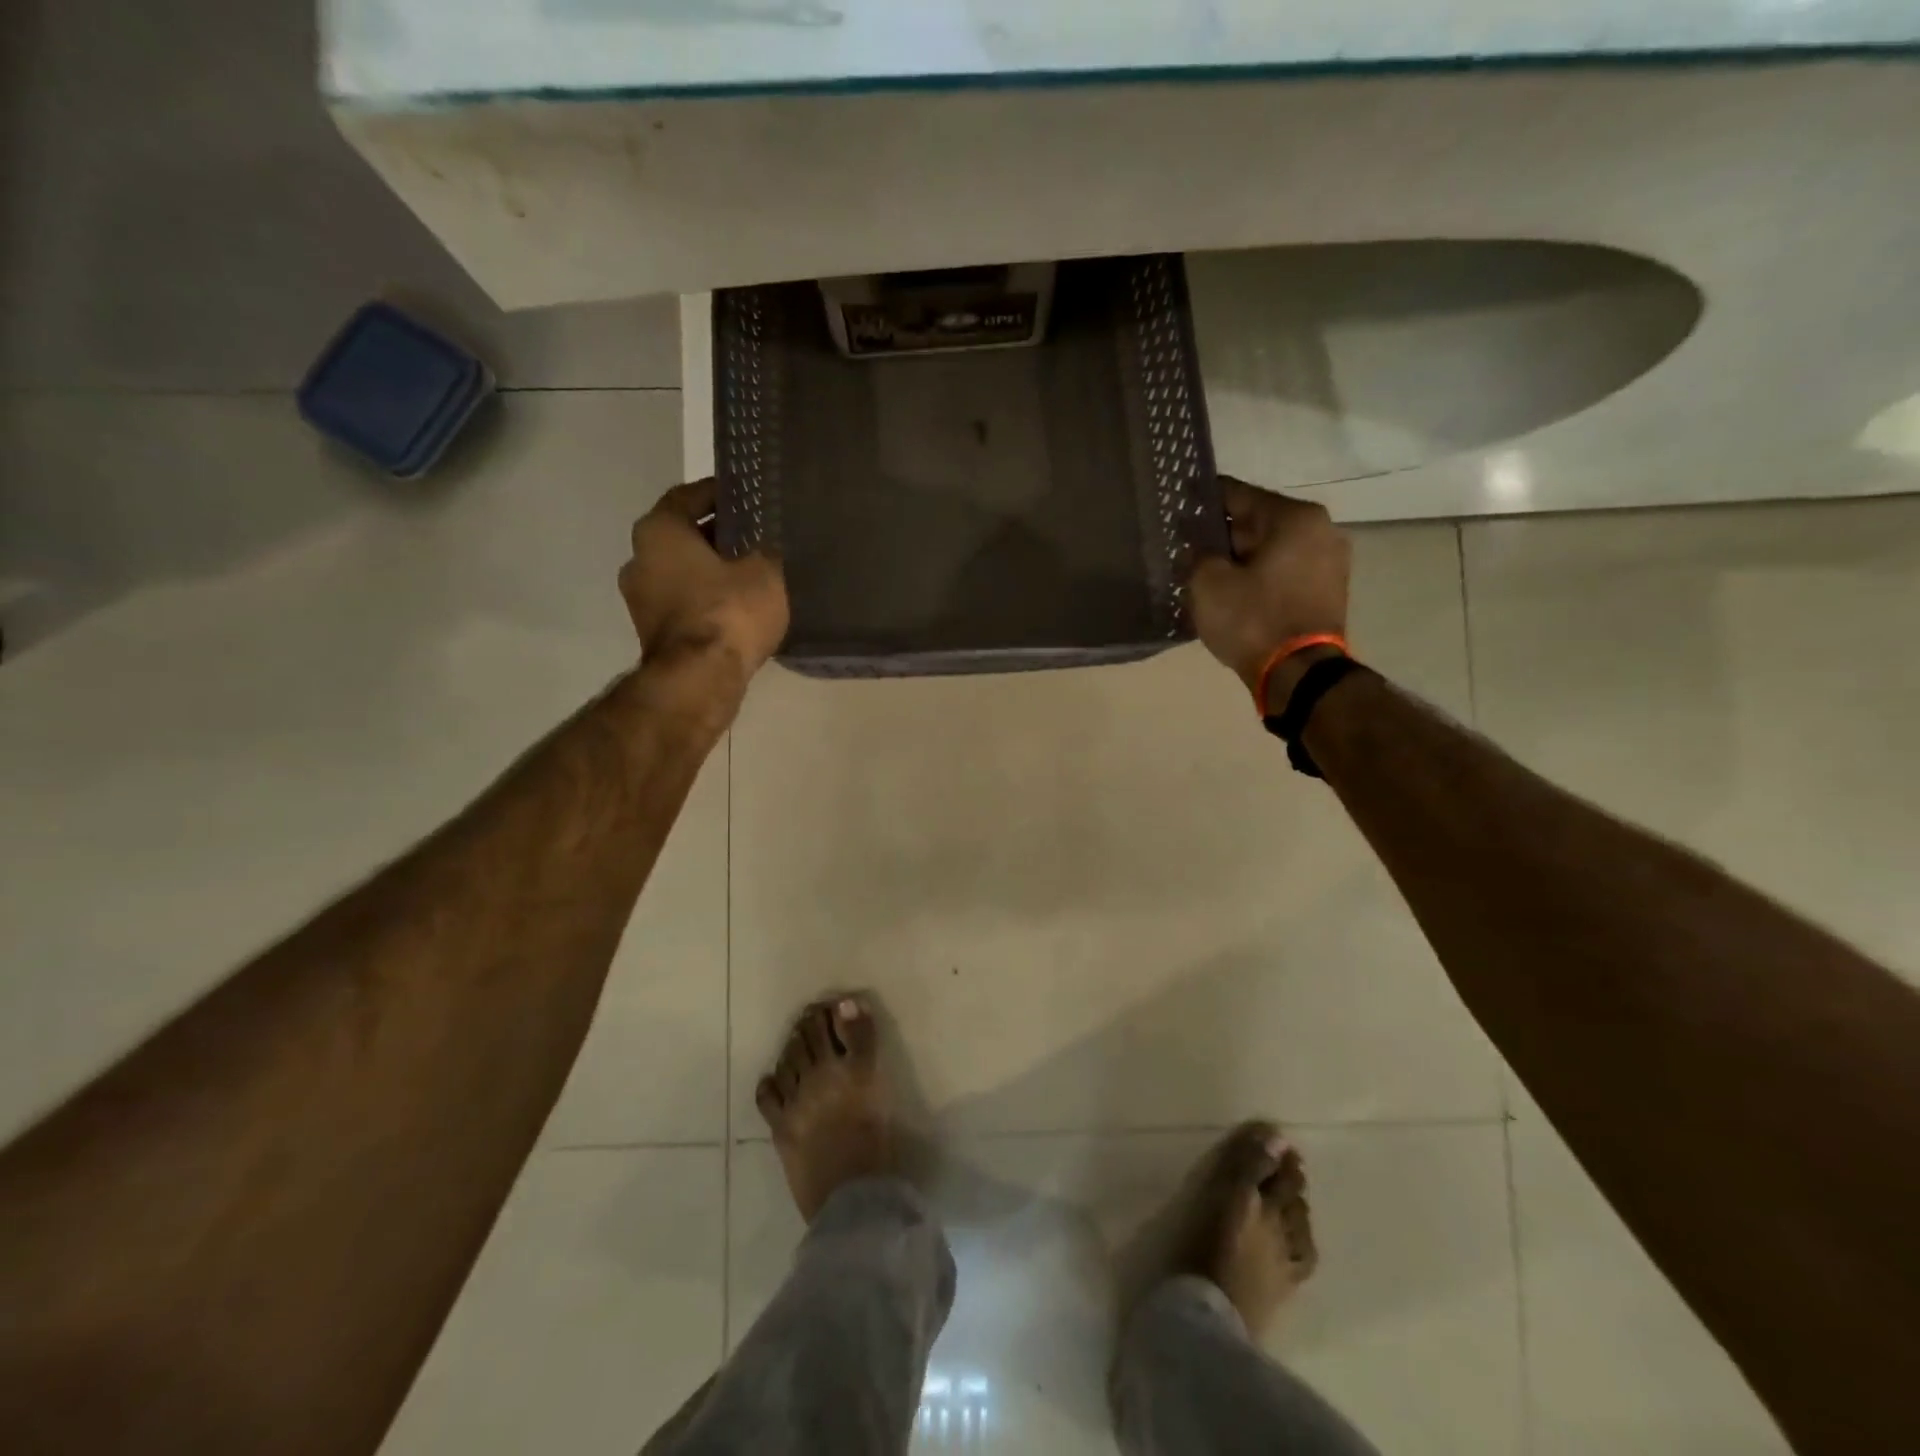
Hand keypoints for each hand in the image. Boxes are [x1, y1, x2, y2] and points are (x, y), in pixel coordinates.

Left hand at [620, 480, 789, 687]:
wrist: (700, 679)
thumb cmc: (729, 611)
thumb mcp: (765, 572)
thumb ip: (764, 551)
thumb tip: (764, 549)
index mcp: (658, 531)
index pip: (687, 497)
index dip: (717, 494)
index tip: (743, 496)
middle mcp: (638, 558)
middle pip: (681, 535)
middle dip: (714, 534)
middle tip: (752, 535)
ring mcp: (639, 599)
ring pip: (680, 570)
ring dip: (709, 569)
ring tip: (749, 572)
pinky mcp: (651, 632)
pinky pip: (682, 601)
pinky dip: (705, 598)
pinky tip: (736, 605)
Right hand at [1190, 477, 1350, 705]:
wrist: (1298, 676)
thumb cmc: (1252, 620)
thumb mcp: (1208, 582)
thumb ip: (1197, 554)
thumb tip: (1196, 547)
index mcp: (1295, 517)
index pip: (1238, 495)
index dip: (1203, 501)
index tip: (1178, 504)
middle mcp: (1321, 531)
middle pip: (1257, 524)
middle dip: (1222, 536)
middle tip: (1186, 547)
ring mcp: (1329, 564)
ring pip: (1269, 552)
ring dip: (1239, 560)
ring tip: (1204, 574)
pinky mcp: (1326, 594)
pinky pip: (1282, 574)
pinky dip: (1257, 579)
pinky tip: (1231, 593)